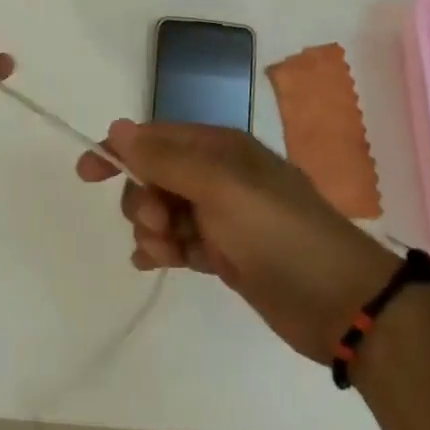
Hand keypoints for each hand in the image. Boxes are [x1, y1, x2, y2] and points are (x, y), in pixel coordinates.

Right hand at [76, 120, 400, 360]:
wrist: (342, 302)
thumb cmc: (278, 232)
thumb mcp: (220, 186)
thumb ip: (166, 159)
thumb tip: (117, 127)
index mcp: (219, 148)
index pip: (156, 138)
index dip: (119, 151)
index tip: (87, 174)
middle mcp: (218, 175)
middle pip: (154, 176)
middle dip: (143, 199)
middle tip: (159, 225)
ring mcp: (222, 216)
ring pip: (163, 212)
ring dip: (151, 230)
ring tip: (165, 253)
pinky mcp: (226, 254)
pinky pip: (178, 243)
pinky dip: (163, 251)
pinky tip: (155, 264)